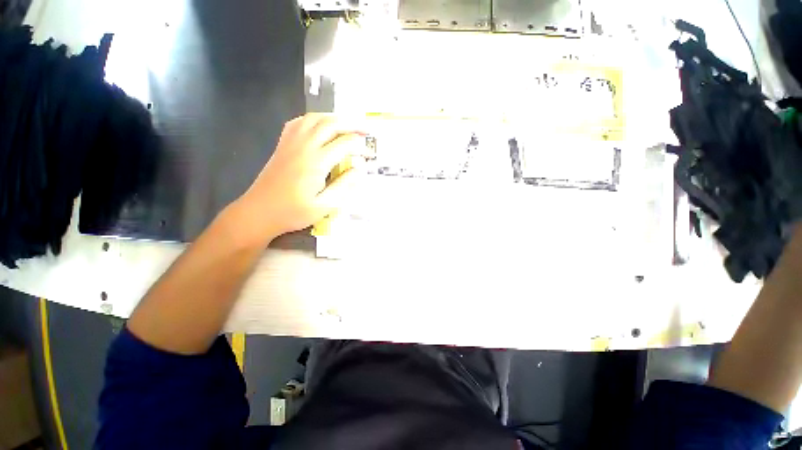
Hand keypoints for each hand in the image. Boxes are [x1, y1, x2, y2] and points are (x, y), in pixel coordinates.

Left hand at [237, 114, 366, 241]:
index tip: (370, 151)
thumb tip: (360, 169)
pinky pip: (298, 122)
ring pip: (314, 119)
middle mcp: (304, 146)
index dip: (360, 145)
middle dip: (351, 124)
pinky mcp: (283, 145)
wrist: (259, 212)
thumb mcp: (325, 205)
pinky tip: (320, 126)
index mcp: (316, 162)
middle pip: (330, 124)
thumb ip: (344, 185)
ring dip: (334, 118)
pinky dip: (314, 119)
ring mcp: (291, 143)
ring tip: (347, 125)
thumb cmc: (293, 212)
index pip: (344, 144)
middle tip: (366, 129)